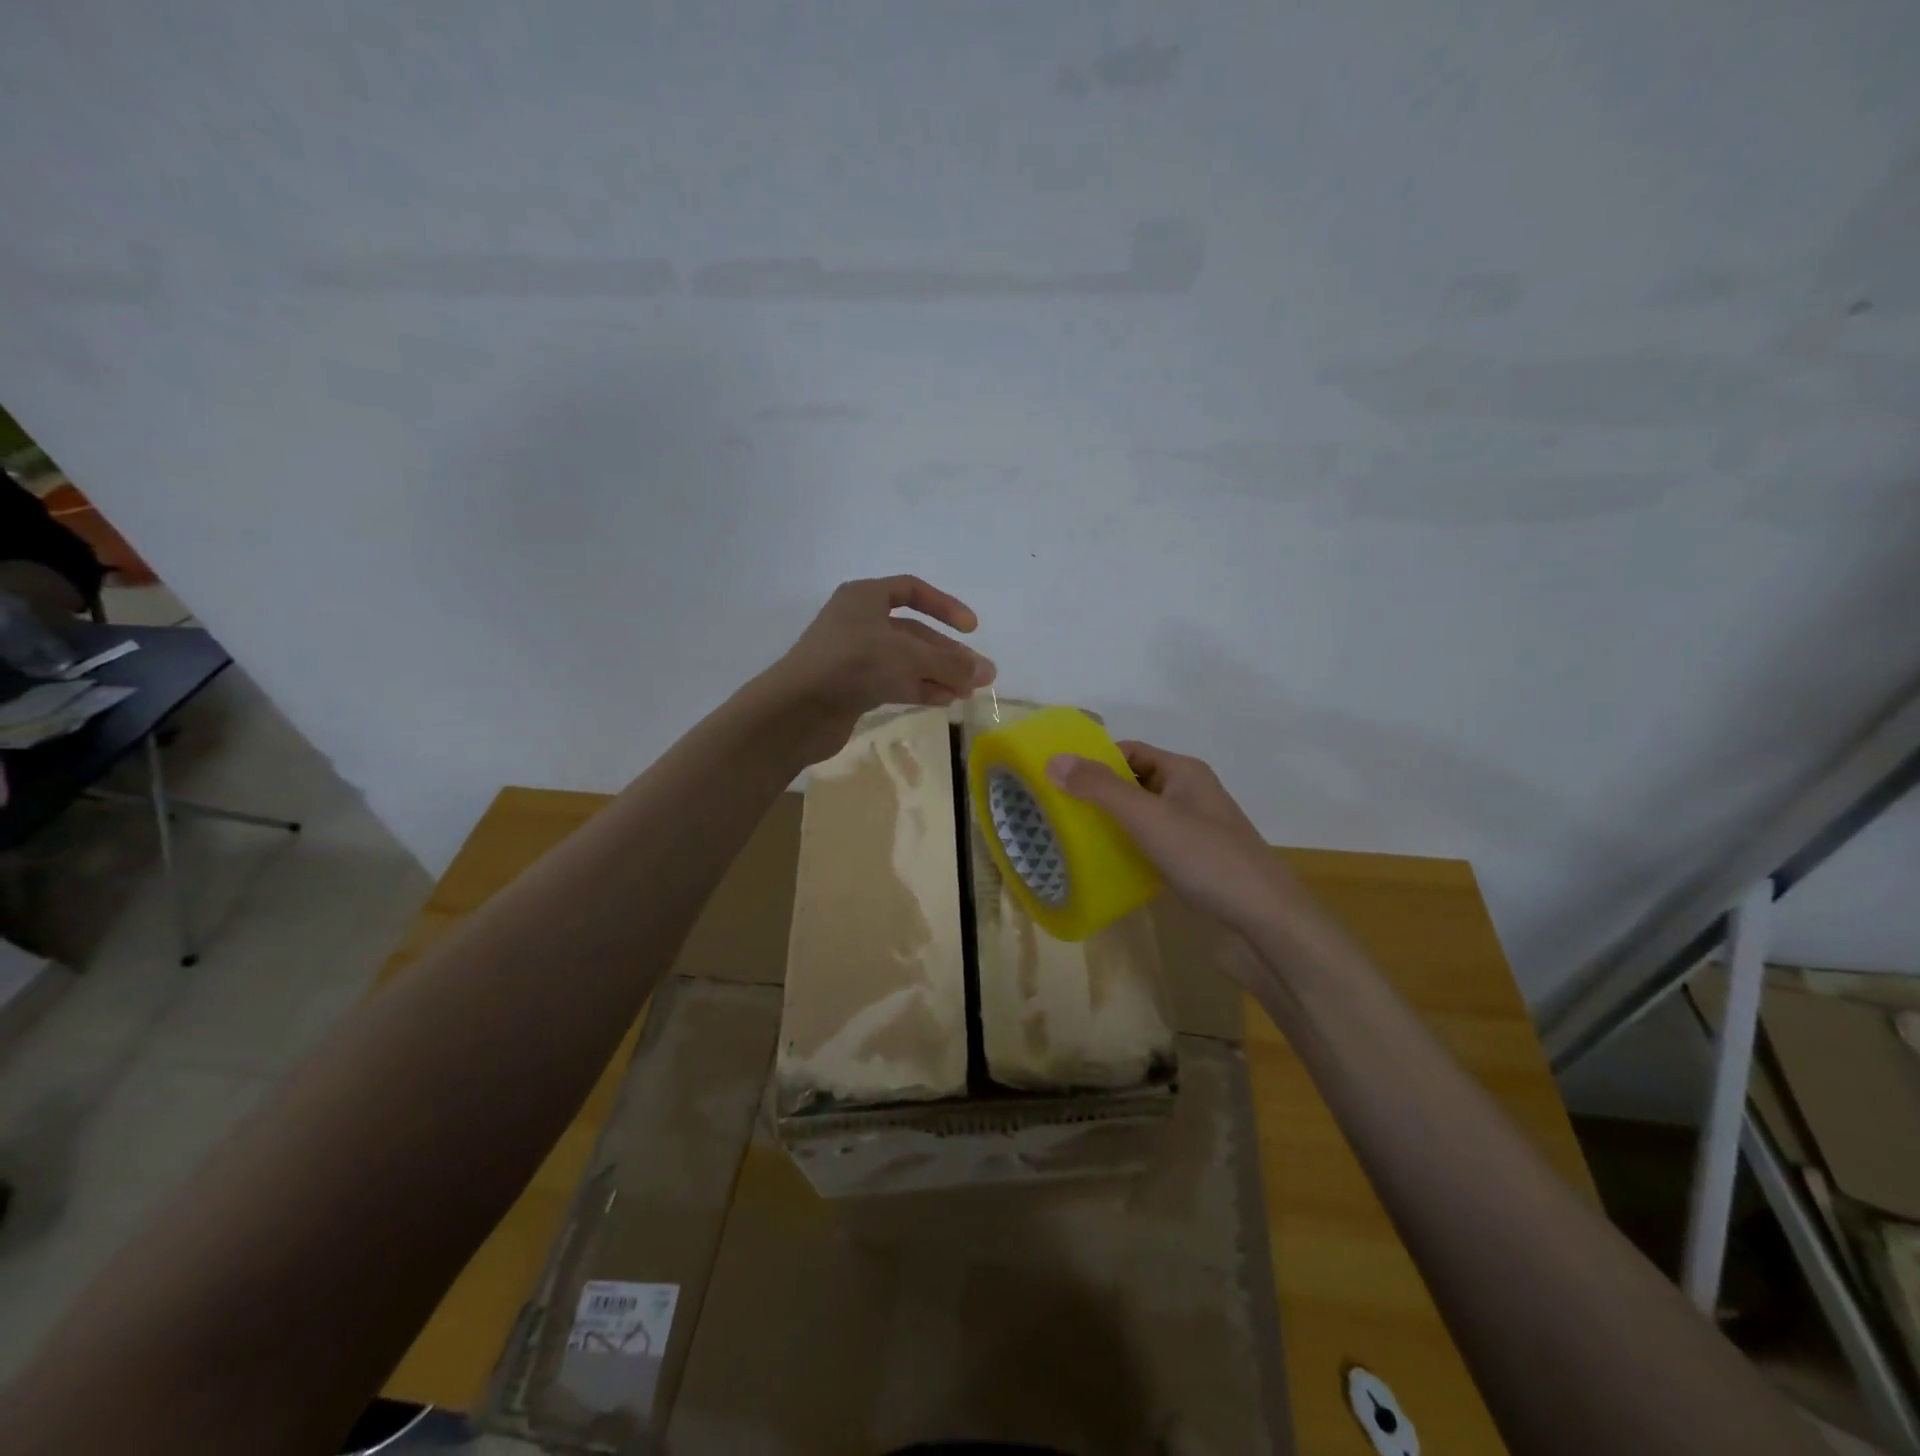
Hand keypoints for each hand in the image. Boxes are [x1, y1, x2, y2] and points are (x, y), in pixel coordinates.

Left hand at [761, 575, 995, 762]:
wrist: (797, 710)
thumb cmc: (853, 665)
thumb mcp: (908, 658)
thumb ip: (950, 664)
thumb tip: (988, 672)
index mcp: (865, 597)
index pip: (912, 590)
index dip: (945, 606)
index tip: (971, 629)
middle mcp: (858, 622)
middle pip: (913, 632)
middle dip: (947, 653)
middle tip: (981, 675)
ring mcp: (854, 656)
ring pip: (905, 660)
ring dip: (938, 674)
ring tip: (968, 693)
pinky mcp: (851, 686)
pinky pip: (893, 681)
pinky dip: (919, 689)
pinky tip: (944, 701)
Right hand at [1047, 740, 1295, 935]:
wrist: (1263, 921)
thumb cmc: (1206, 858)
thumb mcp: (1148, 817)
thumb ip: (1101, 788)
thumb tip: (1054, 760)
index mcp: (1184, 772)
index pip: (1130, 751)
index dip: (1094, 759)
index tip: (1056, 776)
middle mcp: (1188, 795)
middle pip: (1133, 784)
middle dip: (1096, 794)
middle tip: (1053, 809)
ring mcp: (1192, 832)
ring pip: (1140, 819)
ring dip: (1108, 825)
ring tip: (1067, 838)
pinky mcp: (1191, 865)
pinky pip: (1149, 848)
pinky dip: (1125, 851)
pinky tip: (1099, 867)